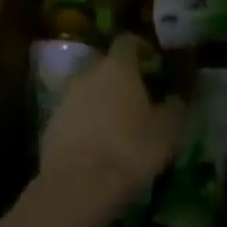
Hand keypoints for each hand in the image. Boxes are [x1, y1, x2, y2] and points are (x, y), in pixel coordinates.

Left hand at [38, 35, 184, 207]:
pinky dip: (85, 121)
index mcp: (117, 67)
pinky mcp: (50, 124)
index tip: (153, 60)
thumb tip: (176, 98)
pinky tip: (98, 142)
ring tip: (118, 121)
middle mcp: (88, 74)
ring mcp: (65, 98)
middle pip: (105, 64)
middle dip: (120, 75)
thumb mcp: (167, 131)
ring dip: (101, 98)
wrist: (78, 185)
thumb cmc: (130, 149)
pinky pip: (73, 113)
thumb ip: (175, 108)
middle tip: (138, 93)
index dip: (141, 47)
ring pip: (87, 89)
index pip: (127, 42)